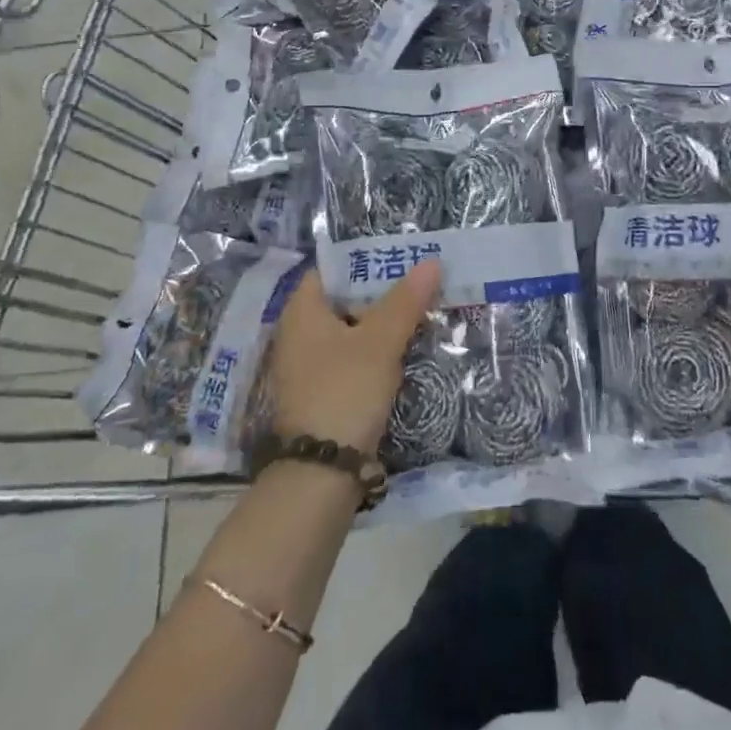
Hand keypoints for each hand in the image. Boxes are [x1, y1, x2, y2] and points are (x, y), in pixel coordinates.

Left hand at [268, 263, 440, 454]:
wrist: (321, 474)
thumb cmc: (344, 391)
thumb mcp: (380, 342)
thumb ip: (405, 301)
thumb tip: (432, 261)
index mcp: (302, 311)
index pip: (331, 269)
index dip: (364, 259)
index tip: (400, 255)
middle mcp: (299, 334)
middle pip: (343, 299)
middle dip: (381, 291)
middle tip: (419, 280)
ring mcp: (309, 366)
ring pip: (351, 331)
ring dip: (381, 322)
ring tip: (420, 309)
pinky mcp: (322, 393)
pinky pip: (352, 358)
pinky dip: (375, 351)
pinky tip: (404, 350)